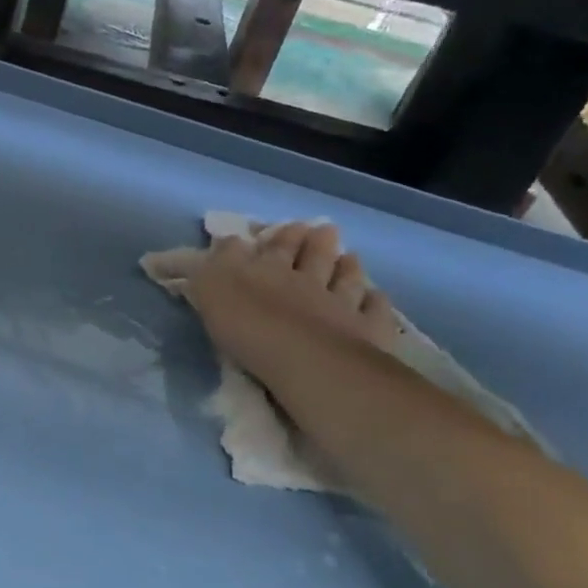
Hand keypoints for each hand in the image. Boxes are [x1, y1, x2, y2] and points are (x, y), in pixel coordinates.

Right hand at [183, 221, 400, 362]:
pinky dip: (375, 301)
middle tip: (323, 230)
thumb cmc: (249, 326)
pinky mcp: (367, 331)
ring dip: (347, 266)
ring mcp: (341, 304)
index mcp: (269, 270)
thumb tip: (219, 243)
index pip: (275, 247)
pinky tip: (375, 297)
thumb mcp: (212, 289)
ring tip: (350, 257)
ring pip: (346, 278)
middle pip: (314, 256)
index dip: (281, 236)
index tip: (288, 227)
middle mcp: (308, 280)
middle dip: (316, 241)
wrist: (305, 360)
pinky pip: (374, 311)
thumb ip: (214, 264)